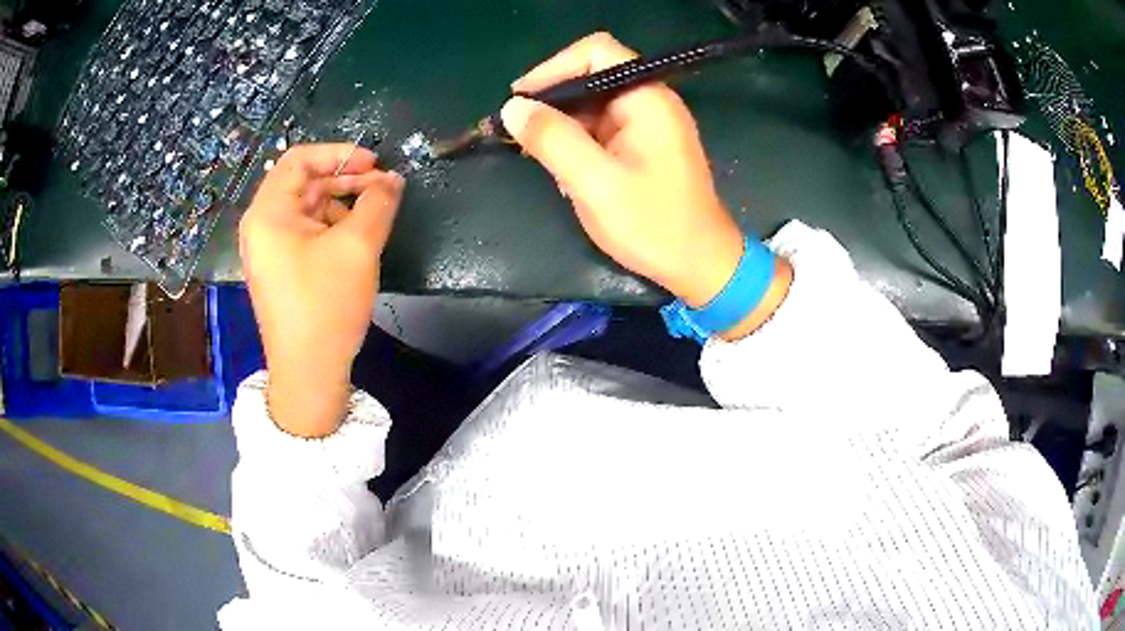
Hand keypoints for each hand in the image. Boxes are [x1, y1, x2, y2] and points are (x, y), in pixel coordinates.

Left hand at [239, 144, 403, 436]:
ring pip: (309, 207)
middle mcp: (262, 225)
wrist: (308, 373)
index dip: (339, 154)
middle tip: (384, 188)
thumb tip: (392, 180)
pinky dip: (333, 226)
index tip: (375, 163)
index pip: (299, 159)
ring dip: (343, 203)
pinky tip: (358, 238)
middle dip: (346, 180)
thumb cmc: (325, 305)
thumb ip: (378, 203)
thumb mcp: (357, 247)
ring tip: (376, 215)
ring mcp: (270, 249)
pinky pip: (307, 232)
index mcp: (268, 213)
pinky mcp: (282, 268)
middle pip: (305, 183)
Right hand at [501, 33, 791, 336]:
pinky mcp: (644, 145)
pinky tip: (567, 172)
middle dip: (553, 101)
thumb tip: (512, 107)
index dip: (554, 68)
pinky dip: (578, 143)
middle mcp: (650, 102)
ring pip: (592, 106)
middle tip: (521, 133)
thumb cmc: (654, 225)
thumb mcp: (595, 183)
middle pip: (591, 77)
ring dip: (563, 126)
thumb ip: (553, 140)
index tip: (520, 99)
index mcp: (646, 99)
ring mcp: (648, 124)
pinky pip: (602, 129)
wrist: (700, 265)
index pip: (596, 52)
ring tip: (540, 157)